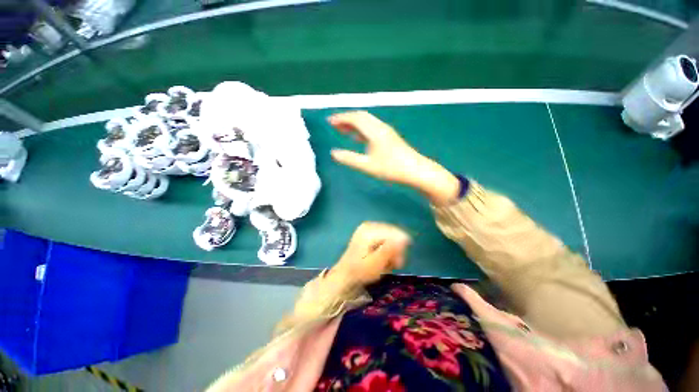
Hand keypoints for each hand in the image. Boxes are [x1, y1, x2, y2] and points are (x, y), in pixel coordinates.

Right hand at [329, 111, 459, 205]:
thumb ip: (350, 159)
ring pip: (367, 122)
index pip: (355, 118)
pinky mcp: (389, 137)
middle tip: (334, 124)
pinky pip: (372, 128)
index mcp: (374, 131)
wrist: (415, 170)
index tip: (329, 121)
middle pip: (361, 117)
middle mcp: (380, 127)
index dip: (341, 118)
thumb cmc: (391, 168)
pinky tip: (358, 138)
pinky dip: (361, 130)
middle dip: (346, 119)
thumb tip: (333, 153)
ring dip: (354, 124)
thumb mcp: (367, 166)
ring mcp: (386, 132)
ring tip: (342, 130)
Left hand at [331, 222, 411, 284]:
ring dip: (392, 251)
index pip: (395, 233)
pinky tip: (383, 257)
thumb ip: (390, 250)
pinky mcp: (368, 233)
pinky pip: (385, 238)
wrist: (345, 275)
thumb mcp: (376, 263)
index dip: (401, 248)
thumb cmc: (360, 272)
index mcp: (369, 230)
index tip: (399, 263)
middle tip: (394, 265)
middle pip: (393, 234)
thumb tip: (404, 238)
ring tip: (387, 263)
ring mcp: (368, 228)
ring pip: (390, 237)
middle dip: (396, 250)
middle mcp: (369, 225)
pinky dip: (387, 249)